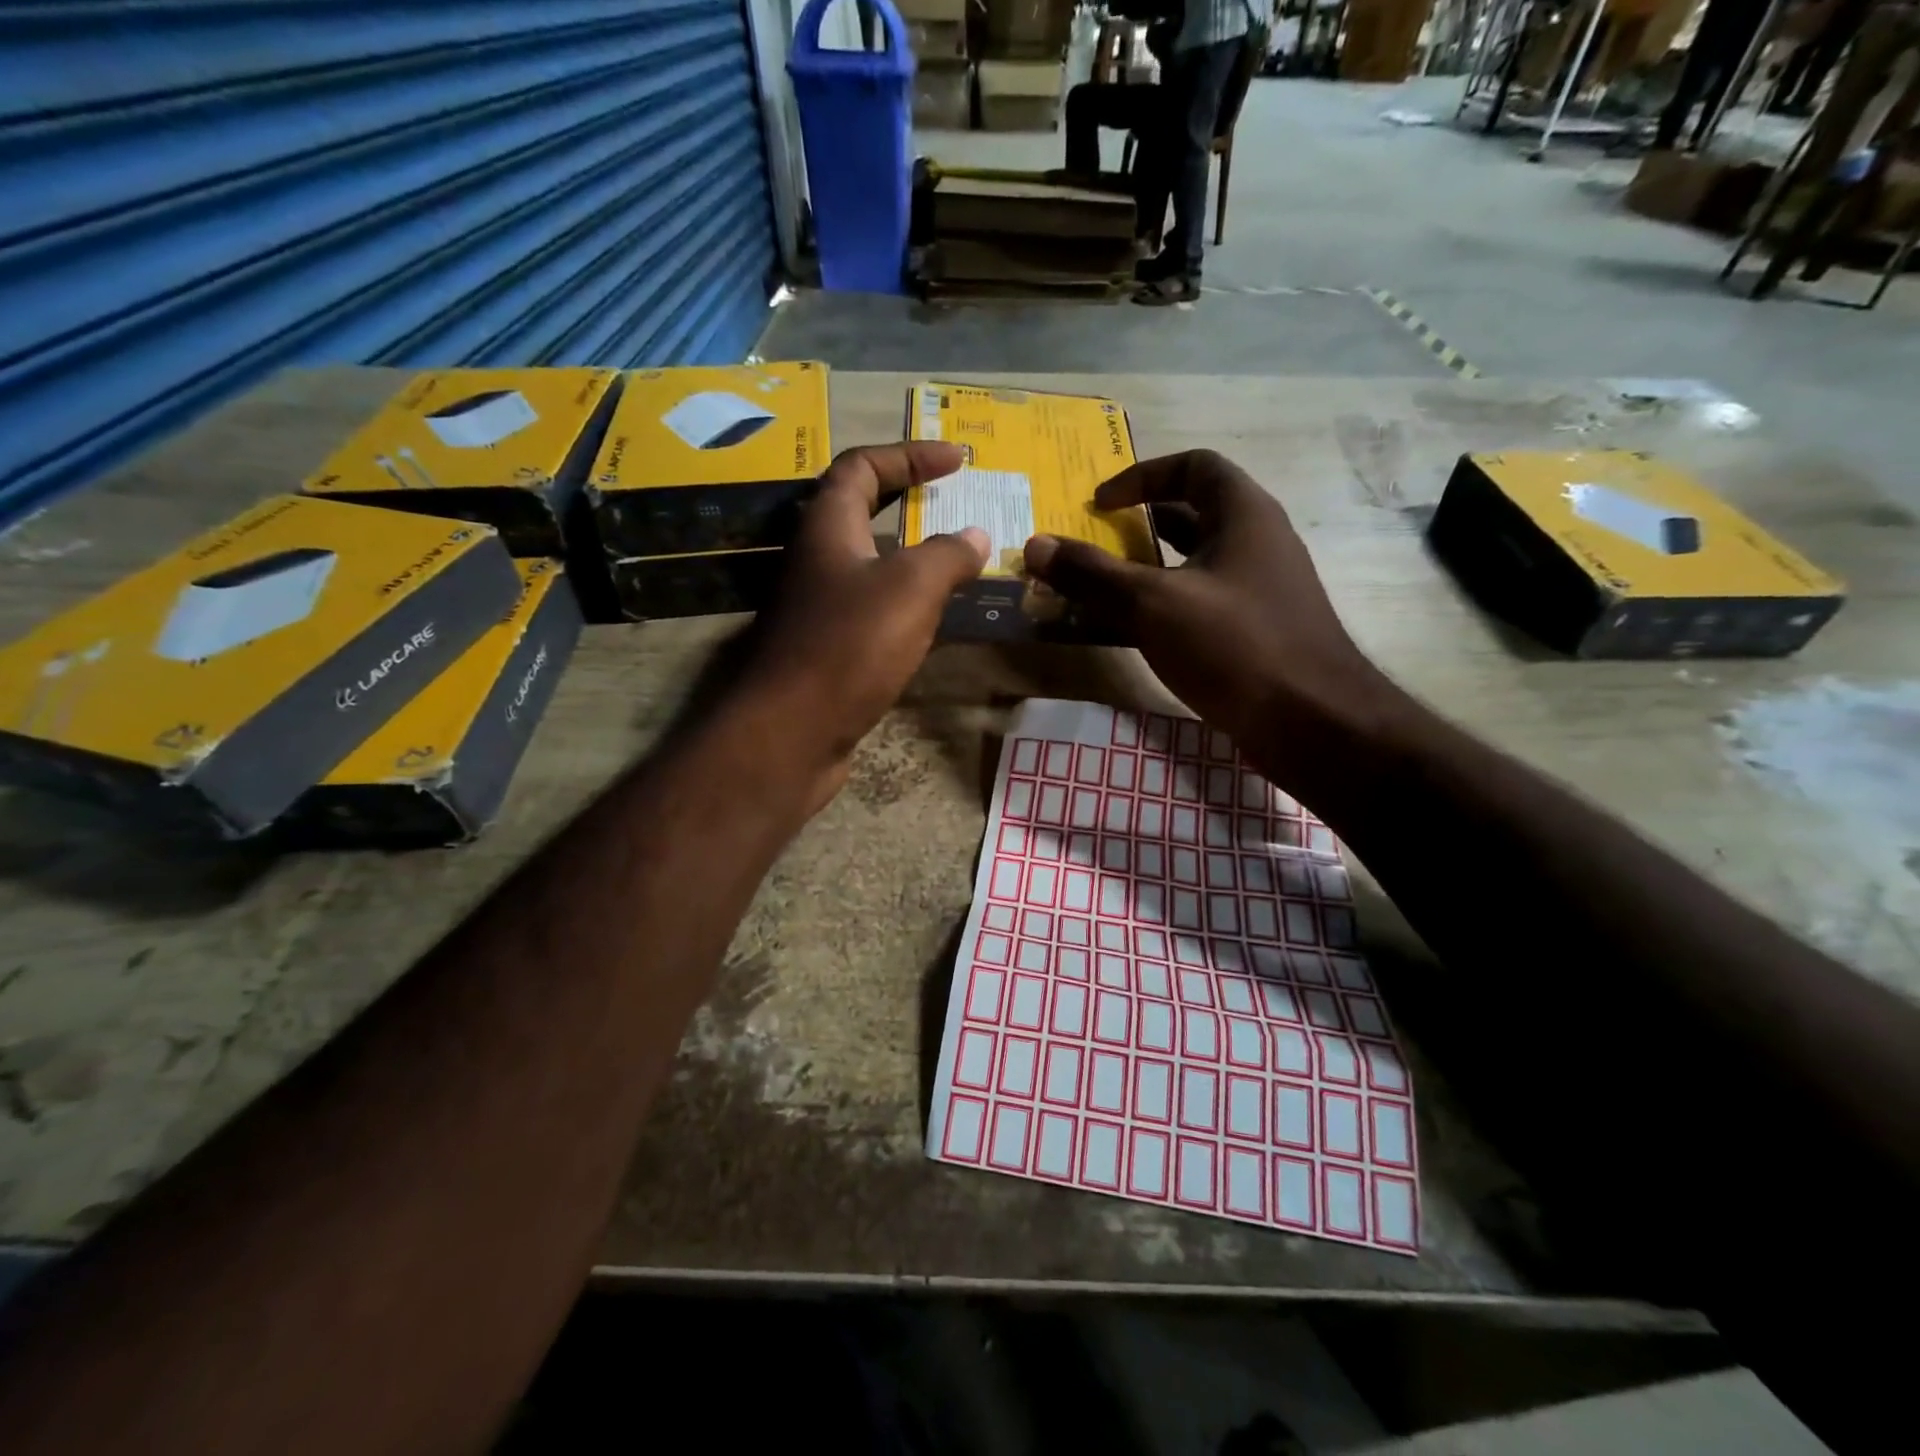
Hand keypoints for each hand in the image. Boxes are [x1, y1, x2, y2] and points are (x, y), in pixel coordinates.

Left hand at [735, 443, 988, 804]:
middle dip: (907, 497)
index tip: (957, 459)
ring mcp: (817, 606)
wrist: (793, 732)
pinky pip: (871, 607)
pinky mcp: (826, 647)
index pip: (863, 466)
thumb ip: (948, 555)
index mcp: (828, 526)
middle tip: (953, 499)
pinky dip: (904, 600)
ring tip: (956, 557)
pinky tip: (933, 616)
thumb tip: (976, 535)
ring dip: (909, 553)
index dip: (909, 454)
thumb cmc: (850, 646)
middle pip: (860, 509)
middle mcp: (816, 559)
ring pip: (867, 563)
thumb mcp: (911, 588)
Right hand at [1023, 449, 1387, 753]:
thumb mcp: (1153, 604)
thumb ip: (1093, 574)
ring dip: (1147, 570)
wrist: (1312, 722)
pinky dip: (1162, 607)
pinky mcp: (1255, 630)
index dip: (1141, 475)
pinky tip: (1131, 633)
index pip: (1192, 466)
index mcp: (1243, 514)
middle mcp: (1257, 542)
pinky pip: (1199, 602)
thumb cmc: (1235, 645)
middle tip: (1093, 543)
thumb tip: (1035, 544)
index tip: (1099, 504)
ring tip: (1101, 588)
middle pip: (1192, 514)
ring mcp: (1259, 589)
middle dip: (1139, 525)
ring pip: (1193, 564)